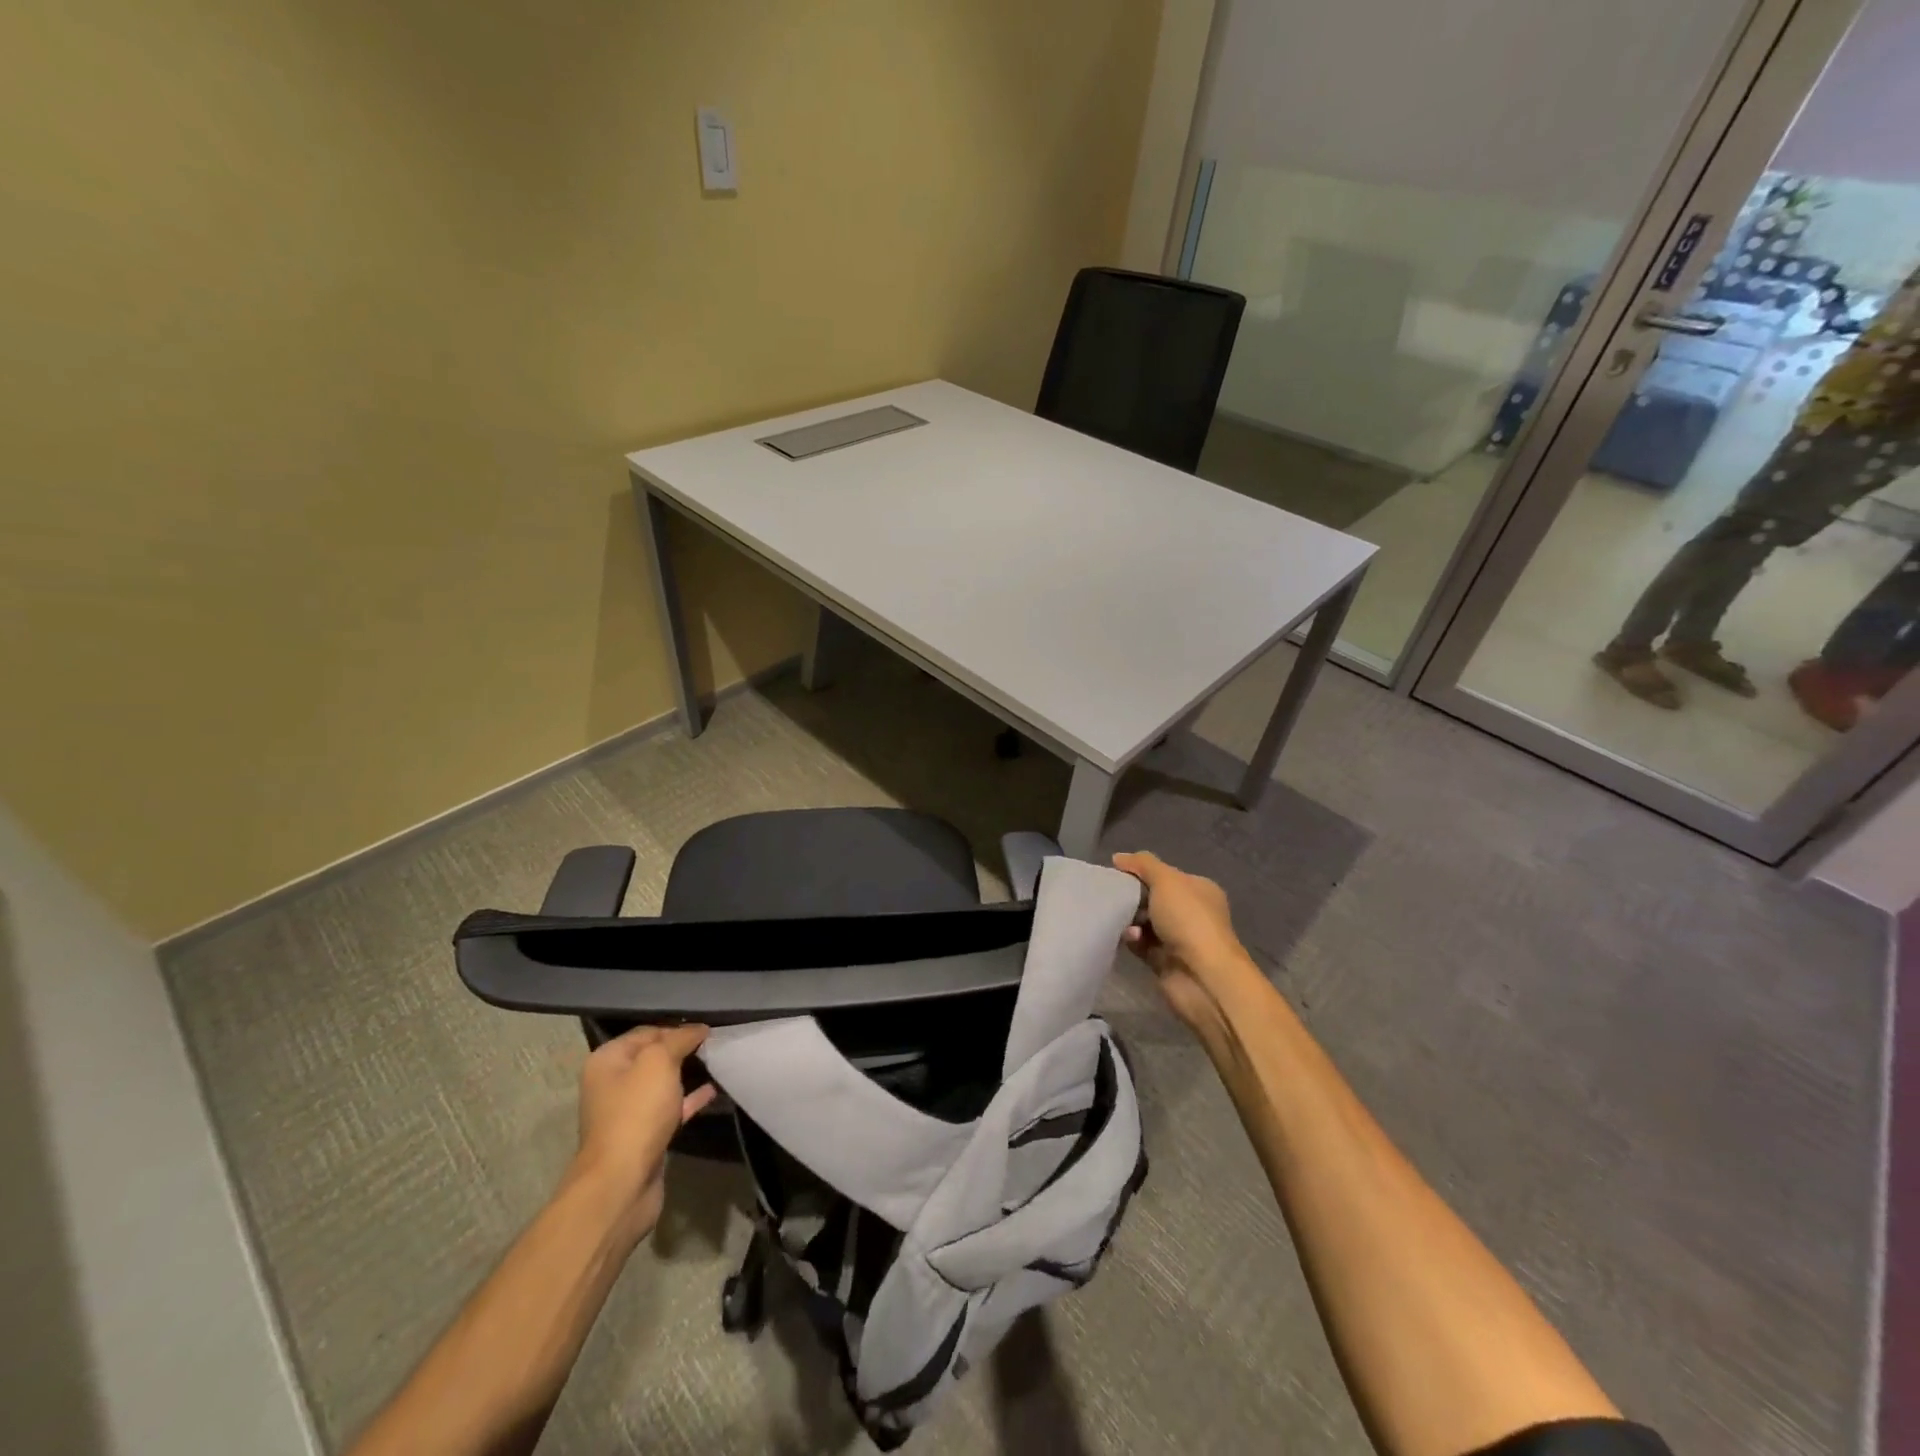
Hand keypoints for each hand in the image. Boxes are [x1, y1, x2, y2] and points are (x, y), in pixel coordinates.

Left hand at [569, 1023, 714, 1244]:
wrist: (623, 1181)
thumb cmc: (637, 1112)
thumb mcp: (659, 1062)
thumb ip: (679, 1039)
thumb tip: (697, 1029)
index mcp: (608, 1061)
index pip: (646, 1032)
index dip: (676, 1028)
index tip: (706, 1029)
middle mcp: (613, 1084)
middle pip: (653, 1057)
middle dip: (682, 1050)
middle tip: (714, 1043)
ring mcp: (628, 1112)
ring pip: (663, 1084)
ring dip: (688, 1074)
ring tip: (717, 1062)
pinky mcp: (644, 1135)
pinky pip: (671, 1108)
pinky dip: (690, 1099)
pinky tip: (714, 1090)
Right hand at [1113, 851, 1258, 1043]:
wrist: (1202, 976)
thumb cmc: (1189, 920)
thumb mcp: (1166, 880)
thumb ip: (1142, 864)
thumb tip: (1119, 858)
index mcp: (1198, 890)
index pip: (1165, 875)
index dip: (1141, 871)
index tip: (1116, 872)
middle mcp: (1191, 913)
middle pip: (1153, 898)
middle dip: (1132, 896)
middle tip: (1112, 895)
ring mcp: (1178, 938)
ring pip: (1144, 922)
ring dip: (1130, 919)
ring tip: (1120, 919)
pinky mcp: (1164, 961)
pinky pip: (1140, 944)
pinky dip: (1132, 939)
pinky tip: (1129, 938)